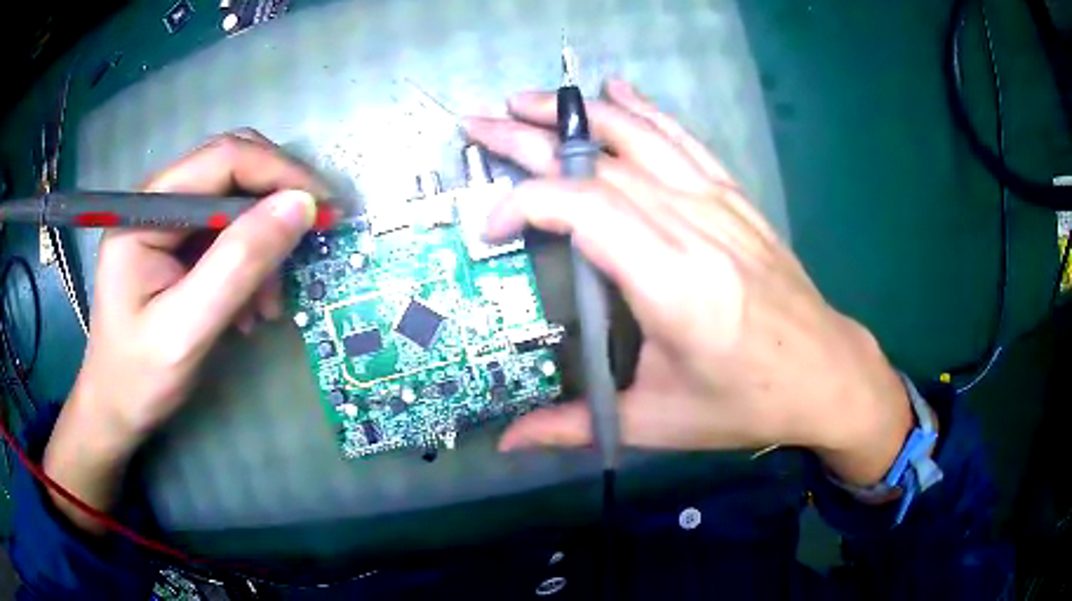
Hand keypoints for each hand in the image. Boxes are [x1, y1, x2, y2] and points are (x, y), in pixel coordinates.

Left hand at [44, 130, 325, 530]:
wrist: (116, 407)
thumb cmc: (139, 376)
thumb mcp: (186, 329)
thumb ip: (238, 264)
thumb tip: (301, 206)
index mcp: (147, 208)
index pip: (224, 159)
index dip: (280, 174)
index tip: (326, 209)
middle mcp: (159, 200)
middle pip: (234, 169)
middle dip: (276, 204)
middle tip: (309, 244)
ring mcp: (169, 221)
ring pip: (237, 202)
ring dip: (264, 244)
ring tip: (268, 303)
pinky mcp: (179, 244)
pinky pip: (230, 234)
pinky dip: (252, 264)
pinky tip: (251, 305)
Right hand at [464, 79, 911, 485]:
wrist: (827, 373)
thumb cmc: (746, 403)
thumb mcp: (659, 423)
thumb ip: (574, 426)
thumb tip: (506, 440)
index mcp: (674, 285)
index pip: (585, 210)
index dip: (526, 203)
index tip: (491, 228)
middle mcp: (695, 227)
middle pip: (599, 163)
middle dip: (528, 138)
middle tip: (479, 122)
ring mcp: (719, 204)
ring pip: (638, 137)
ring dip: (576, 113)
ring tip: (525, 100)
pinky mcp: (736, 198)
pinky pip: (683, 139)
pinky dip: (644, 110)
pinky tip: (616, 89)